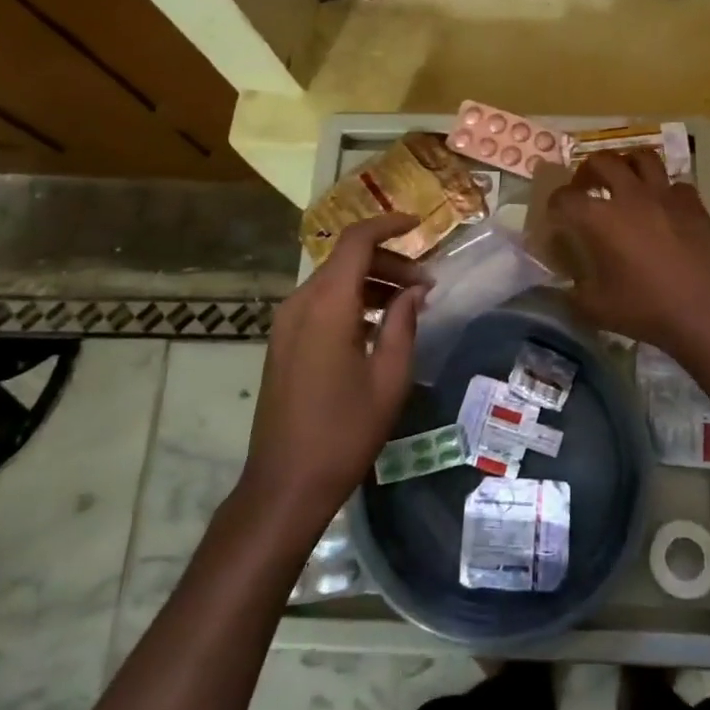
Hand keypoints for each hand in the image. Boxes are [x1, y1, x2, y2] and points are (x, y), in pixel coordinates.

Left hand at [241, 213, 425, 524]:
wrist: (285, 484)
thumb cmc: (344, 432)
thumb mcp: (389, 378)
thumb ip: (403, 324)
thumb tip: (415, 290)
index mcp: (327, 306)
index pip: (355, 241)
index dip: (387, 225)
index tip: (419, 225)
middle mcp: (300, 304)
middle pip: (345, 260)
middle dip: (388, 262)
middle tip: (426, 287)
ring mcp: (286, 324)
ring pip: (333, 281)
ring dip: (371, 283)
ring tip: (408, 306)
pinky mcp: (283, 343)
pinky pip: (320, 304)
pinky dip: (351, 302)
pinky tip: (377, 327)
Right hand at [547, 152, 709, 357]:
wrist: (706, 312)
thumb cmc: (646, 310)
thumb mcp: (595, 309)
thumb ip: (572, 292)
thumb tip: (563, 286)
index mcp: (600, 218)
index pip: (565, 197)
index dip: (555, 203)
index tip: (556, 215)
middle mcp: (630, 196)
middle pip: (602, 161)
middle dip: (588, 171)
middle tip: (586, 187)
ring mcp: (665, 195)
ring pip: (642, 157)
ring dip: (627, 164)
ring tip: (624, 181)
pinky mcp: (693, 204)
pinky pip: (675, 183)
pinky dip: (664, 190)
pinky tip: (662, 207)